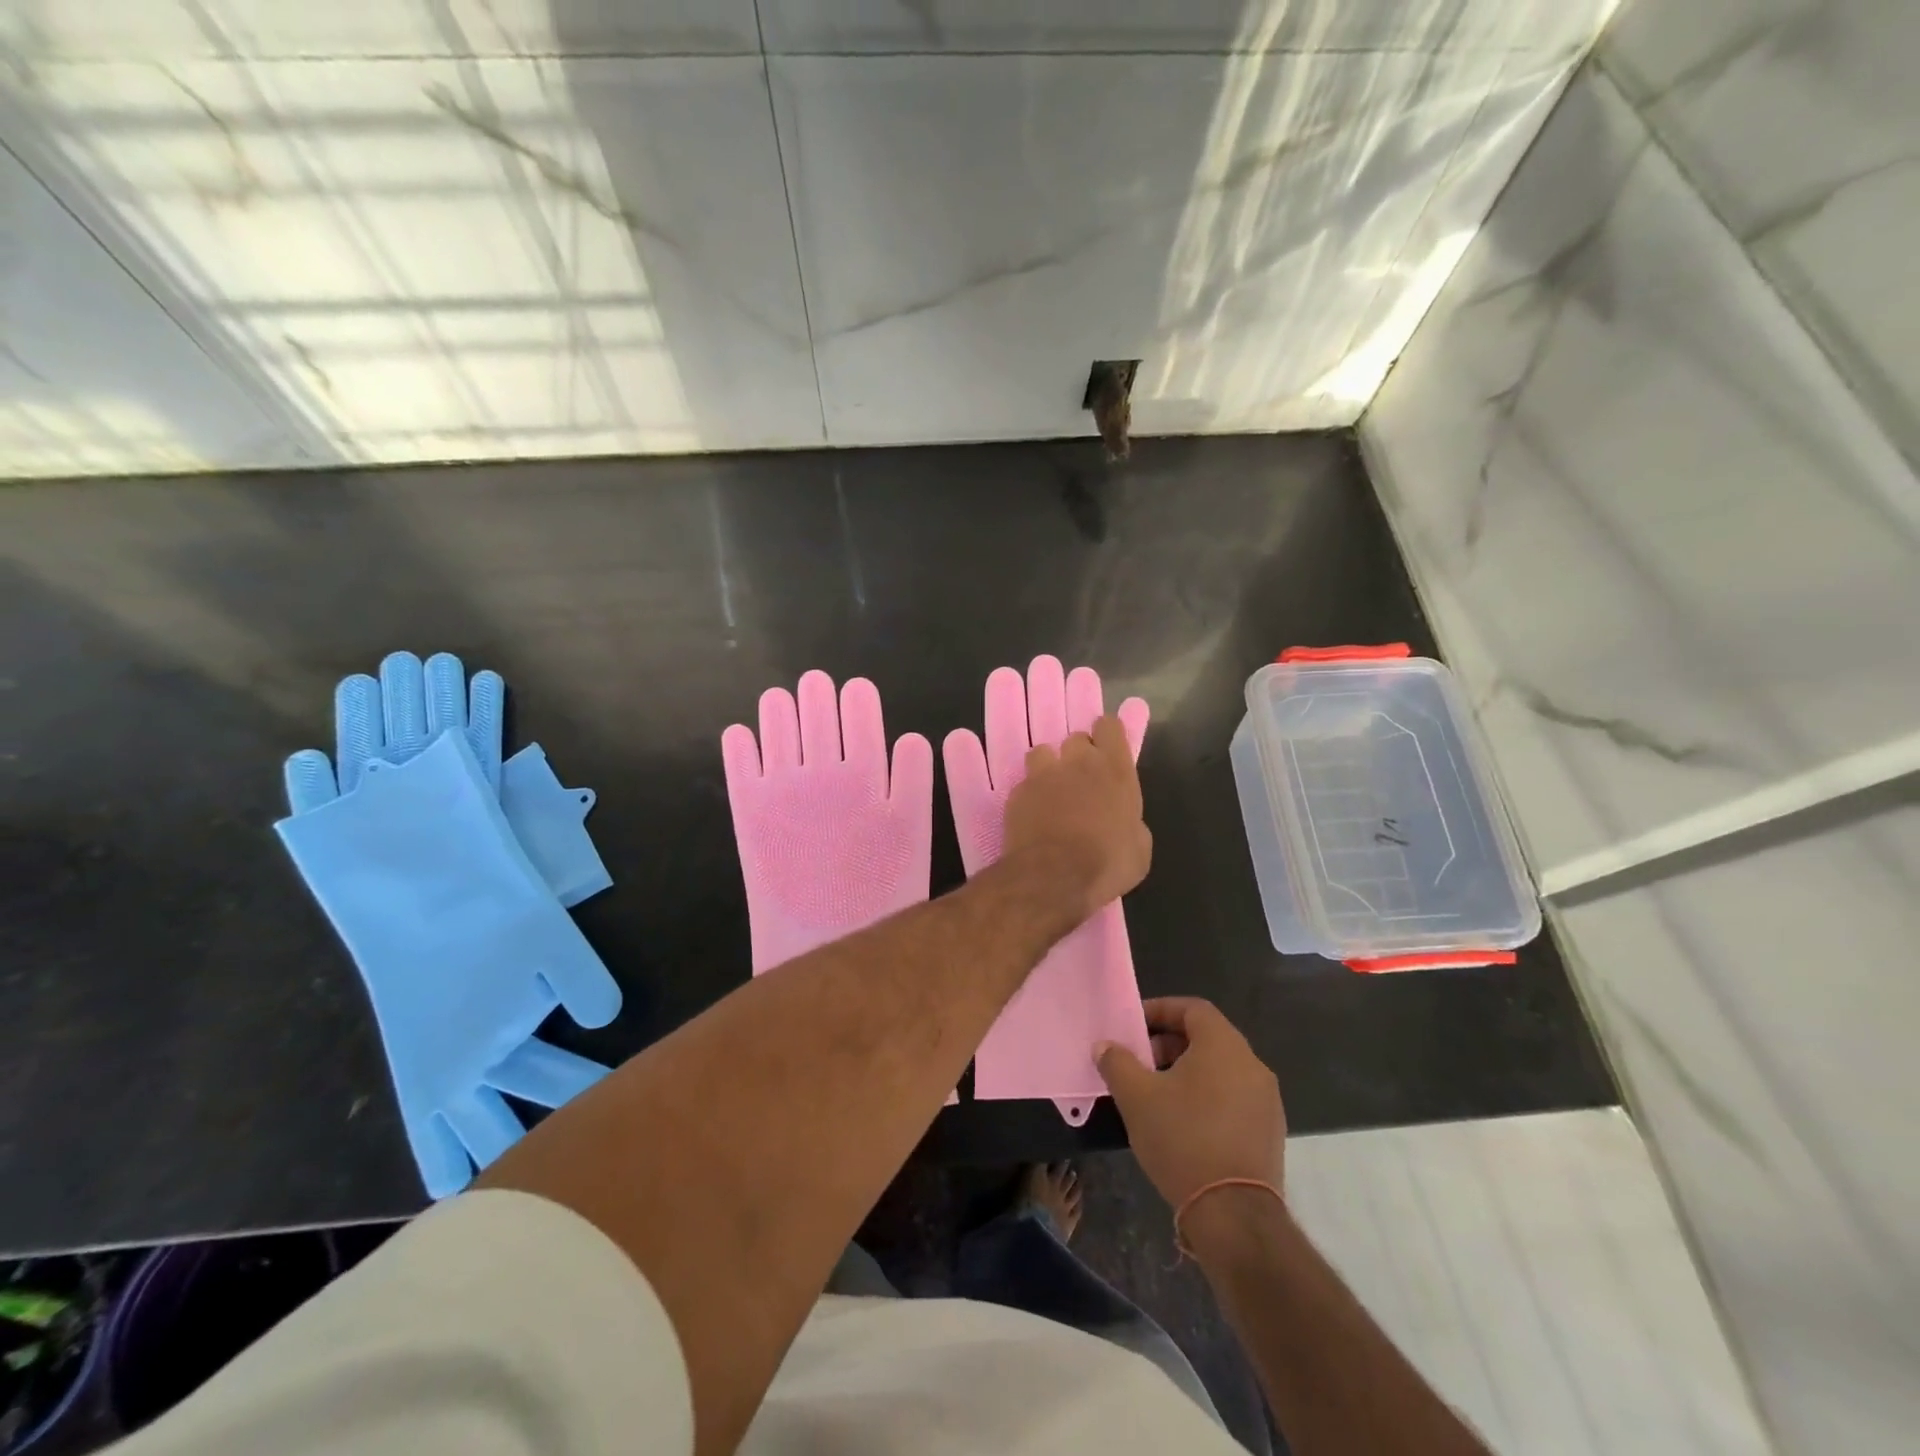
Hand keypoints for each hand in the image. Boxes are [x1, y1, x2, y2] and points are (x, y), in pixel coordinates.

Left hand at [1001, 716, 1151, 923]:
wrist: (1054, 877)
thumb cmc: (1107, 863)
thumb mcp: (1139, 848)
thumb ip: (1131, 821)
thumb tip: (1125, 821)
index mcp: (1115, 769)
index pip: (1109, 726)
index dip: (1107, 736)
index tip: (1108, 753)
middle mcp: (1077, 762)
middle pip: (1076, 738)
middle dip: (1079, 755)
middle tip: (1082, 782)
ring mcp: (1043, 774)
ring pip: (1043, 753)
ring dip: (1049, 768)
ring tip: (1052, 793)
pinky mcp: (1017, 792)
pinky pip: (1024, 783)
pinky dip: (1029, 795)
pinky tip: (1033, 817)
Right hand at [1097, 998, 1285, 1210]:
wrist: (1234, 1214)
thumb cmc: (1183, 1139)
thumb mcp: (1136, 1097)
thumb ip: (1117, 1063)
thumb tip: (1105, 1046)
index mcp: (1224, 1046)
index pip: (1193, 1009)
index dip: (1161, 1010)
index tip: (1134, 1026)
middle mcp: (1252, 1065)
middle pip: (1207, 1038)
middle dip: (1169, 1044)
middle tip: (1140, 1063)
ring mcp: (1266, 1100)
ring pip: (1221, 1070)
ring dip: (1187, 1072)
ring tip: (1157, 1095)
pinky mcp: (1269, 1132)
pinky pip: (1234, 1098)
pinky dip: (1208, 1097)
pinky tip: (1184, 1124)